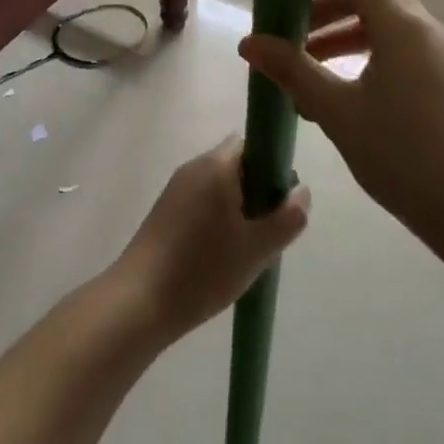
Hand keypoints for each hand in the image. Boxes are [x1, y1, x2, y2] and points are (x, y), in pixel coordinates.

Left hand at [109, 138, 309, 341]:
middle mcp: (193, 168)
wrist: (140, 300)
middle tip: (270, 229)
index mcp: (215, 166)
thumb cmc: (204, 268)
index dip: (272, 165)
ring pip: (219, 187)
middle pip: (236, 165)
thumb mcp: (257, 248)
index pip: (251, 144)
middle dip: (258, 191)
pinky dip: (218, 219)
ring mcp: (176, 189)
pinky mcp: (165, 212)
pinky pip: (202, 202)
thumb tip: (302, 191)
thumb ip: (287, 218)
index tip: (282, 199)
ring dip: (239, 208)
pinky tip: (223, 255)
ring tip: (249, 247)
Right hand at [238, 0, 443, 259]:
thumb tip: (248, 42)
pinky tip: (342, 92)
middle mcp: (424, 27)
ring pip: (384, 24)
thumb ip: (293, 70)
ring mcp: (441, 54)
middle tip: (287, 31)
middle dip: (323, 6)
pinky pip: (400, 49)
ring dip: (343, 32)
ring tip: (307, 63)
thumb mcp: (337, 111)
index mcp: (400, 23)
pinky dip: (366, 54)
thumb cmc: (403, 154)